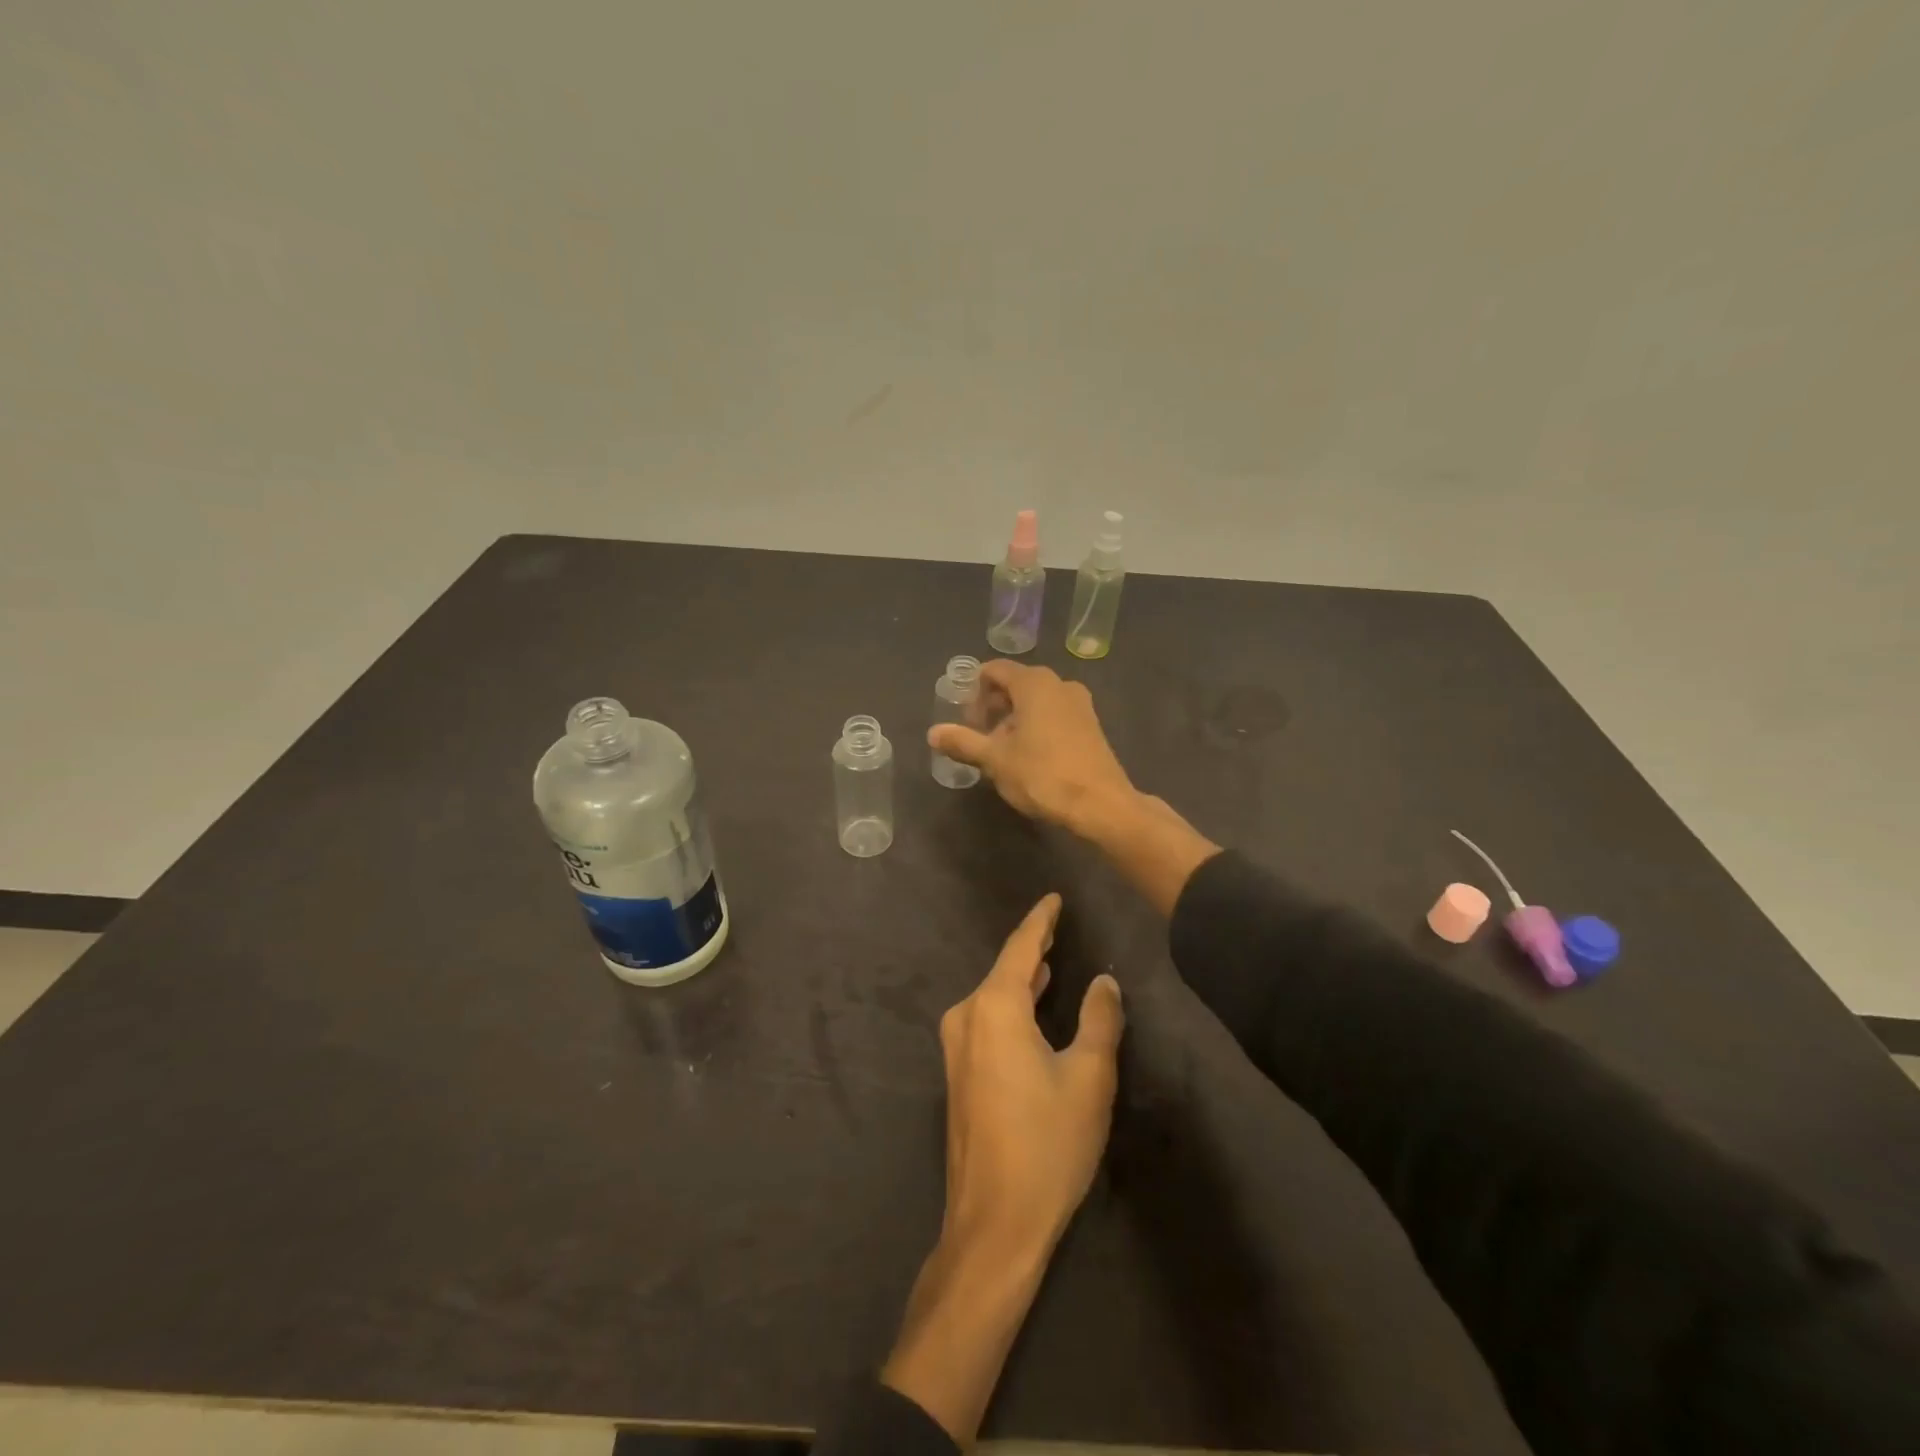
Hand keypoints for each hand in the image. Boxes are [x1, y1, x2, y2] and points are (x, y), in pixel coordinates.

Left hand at [880, 893, 1123, 1444]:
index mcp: (993, 1008)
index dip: (1041, 921)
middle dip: (1033, 948)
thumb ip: (1099, 1020)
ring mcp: (956, 1047)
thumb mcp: (1089, 1078)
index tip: (1054, 898)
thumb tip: (1104, 981)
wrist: (993, 1222)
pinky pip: (987, 1020)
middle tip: (1059, 926)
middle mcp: (966, 1017)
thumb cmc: (1047, 1145)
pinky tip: (1032, 1007)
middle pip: (1004, 970)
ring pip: (994, 996)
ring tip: (1051, 960)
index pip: (1021, 948)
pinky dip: (1012, 1005)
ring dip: (1023, 979)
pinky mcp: (957, 1073)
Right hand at [927, 661, 1133, 832]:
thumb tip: (933, 733)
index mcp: (1034, 683)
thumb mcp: (995, 760)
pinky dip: (1036, 727)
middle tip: (978, 735)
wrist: (1100, 804)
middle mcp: (1059, 684)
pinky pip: (1054, 715)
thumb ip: (963, 742)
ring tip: (1001, 751)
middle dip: (993, 706)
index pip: (995, 670)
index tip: (964, 718)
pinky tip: (1029, 757)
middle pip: (1016, 684)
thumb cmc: (1042, 774)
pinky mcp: (1091, 726)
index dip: (974, 690)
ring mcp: (1080, 704)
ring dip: (1014, 719)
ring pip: (1036, 701)